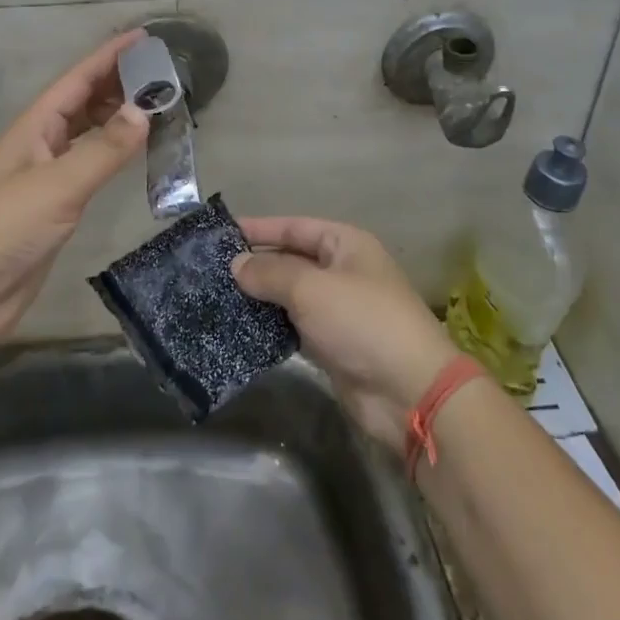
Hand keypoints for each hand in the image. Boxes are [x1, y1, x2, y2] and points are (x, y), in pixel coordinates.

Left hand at [0, 31, 148, 345]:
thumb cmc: (3, 228)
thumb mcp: (57, 185)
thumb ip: (102, 150)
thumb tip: (144, 110)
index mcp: (34, 127)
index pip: (77, 80)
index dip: (109, 56)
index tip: (143, 36)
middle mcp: (40, 144)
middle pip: (82, 102)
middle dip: (117, 83)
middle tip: (161, 72)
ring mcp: (46, 176)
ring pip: (87, 133)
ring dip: (116, 117)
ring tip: (155, 105)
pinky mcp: (54, 207)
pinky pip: (90, 166)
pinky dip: (113, 153)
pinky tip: (132, 153)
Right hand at [232, 217, 461, 447]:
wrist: (409, 391)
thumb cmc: (362, 322)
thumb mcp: (311, 288)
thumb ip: (270, 273)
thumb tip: (236, 264)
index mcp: (346, 244)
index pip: (294, 227)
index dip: (259, 228)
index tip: (221, 233)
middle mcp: (342, 271)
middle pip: (291, 260)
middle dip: (255, 264)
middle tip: (210, 269)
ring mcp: (337, 310)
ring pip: (290, 296)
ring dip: (259, 297)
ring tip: (216, 297)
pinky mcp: (331, 345)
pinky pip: (294, 326)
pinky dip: (270, 326)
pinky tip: (239, 328)